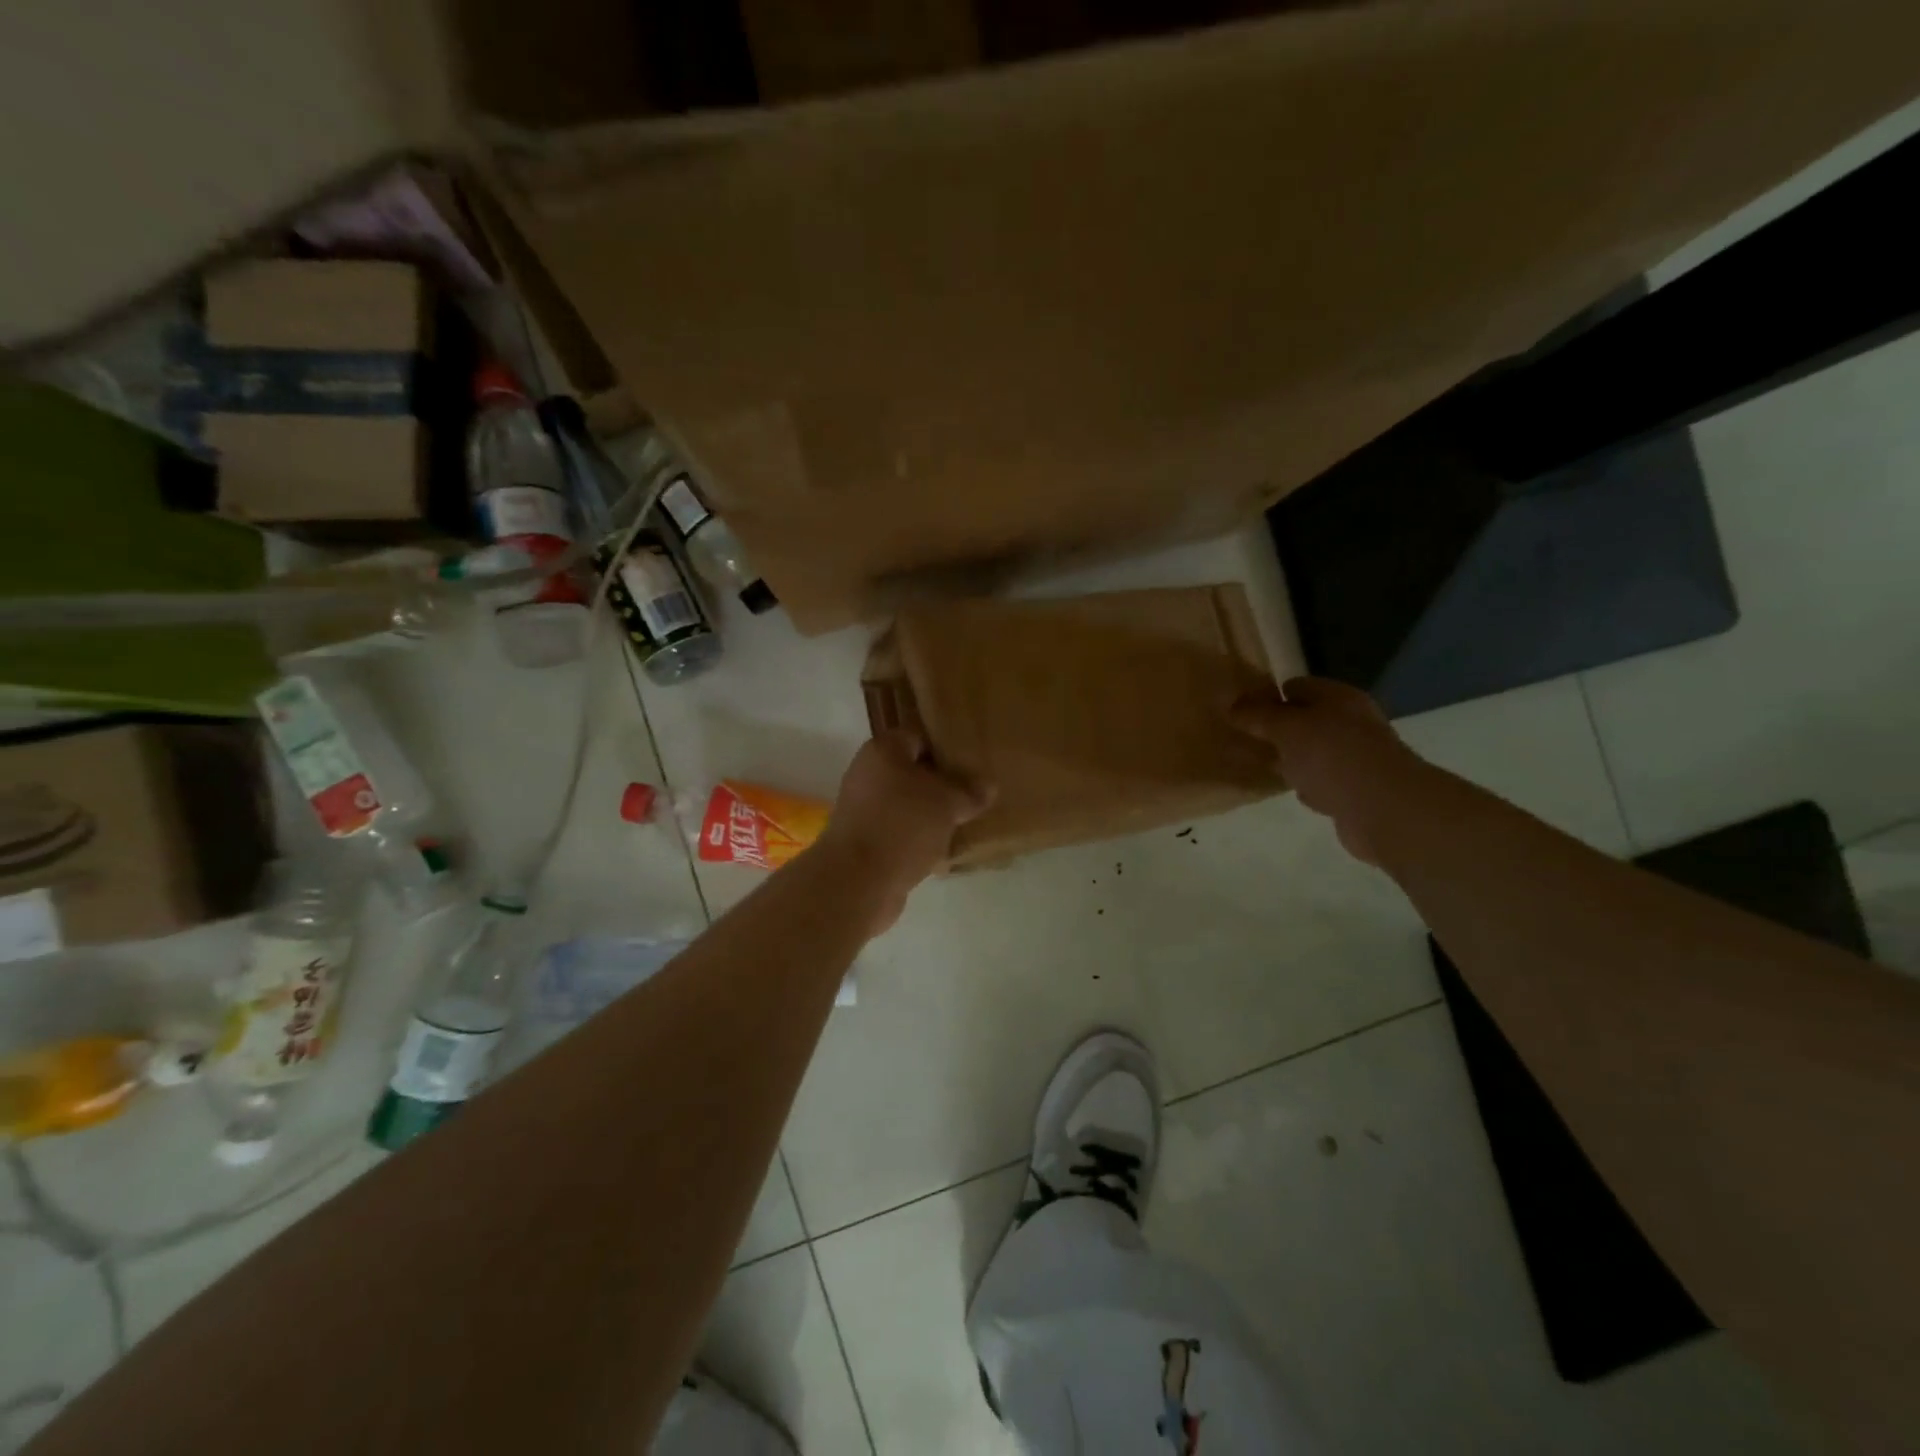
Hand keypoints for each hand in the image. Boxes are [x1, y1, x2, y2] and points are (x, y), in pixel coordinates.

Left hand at [817, 731, 992, 928]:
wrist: (858, 882)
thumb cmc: (902, 825)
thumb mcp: (947, 803)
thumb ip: (969, 791)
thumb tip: (988, 785)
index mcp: (883, 751)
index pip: (919, 738)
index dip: (946, 750)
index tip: (972, 766)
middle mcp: (867, 775)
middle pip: (912, 773)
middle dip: (941, 786)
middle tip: (973, 796)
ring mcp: (862, 810)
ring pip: (907, 806)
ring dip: (931, 816)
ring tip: (964, 825)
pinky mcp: (864, 843)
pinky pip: (899, 833)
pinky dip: (918, 841)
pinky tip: (944, 853)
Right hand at [1230, 677, 1428, 866]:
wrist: (1385, 809)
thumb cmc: (1332, 757)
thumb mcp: (1286, 728)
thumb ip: (1257, 715)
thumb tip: (1232, 705)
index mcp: (1338, 698)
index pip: (1296, 686)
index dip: (1268, 696)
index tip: (1241, 714)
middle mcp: (1351, 722)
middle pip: (1306, 720)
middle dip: (1276, 730)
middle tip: (1244, 741)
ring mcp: (1356, 757)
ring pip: (1313, 752)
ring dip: (1291, 759)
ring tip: (1260, 767)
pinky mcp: (1357, 790)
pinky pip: (1323, 781)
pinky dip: (1308, 785)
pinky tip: (1292, 792)